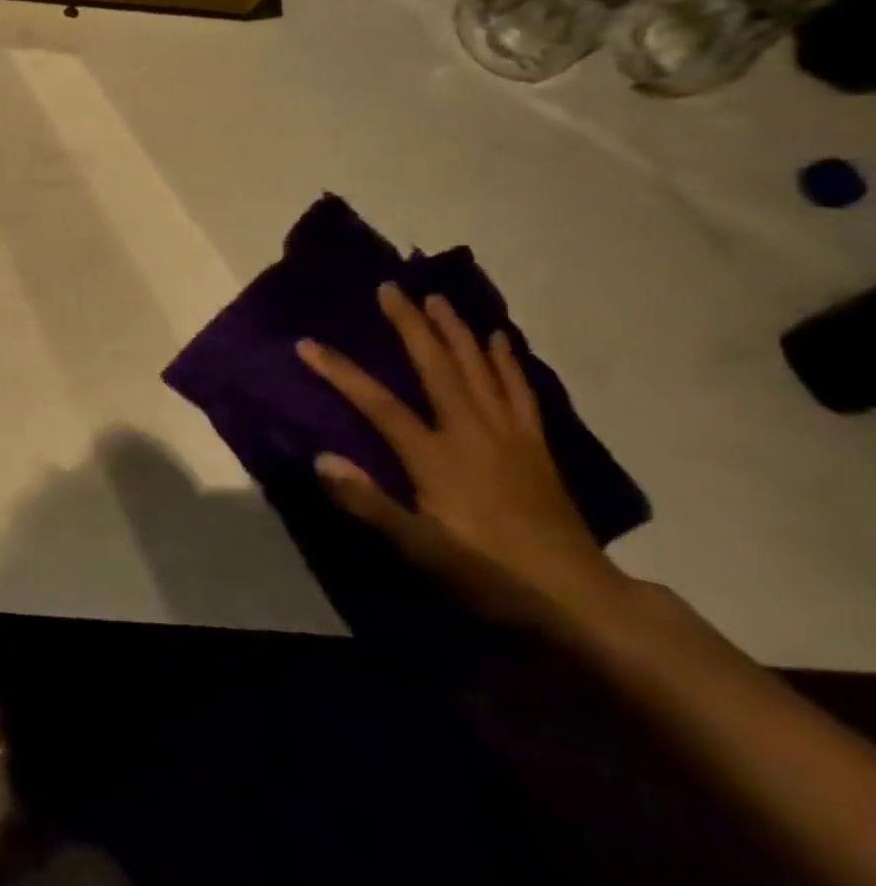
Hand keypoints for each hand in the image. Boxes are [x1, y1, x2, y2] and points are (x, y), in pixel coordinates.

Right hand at [295, 282, 630, 634]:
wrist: (578, 597)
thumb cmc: (487, 572)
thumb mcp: (420, 548)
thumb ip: (369, 503)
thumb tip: (322, 458)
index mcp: (437, 456)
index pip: (378, 404)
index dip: (340, 372)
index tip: (307, 343)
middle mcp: (472, 432)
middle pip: (437, 367)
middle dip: (411, 325)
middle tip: (391, 288)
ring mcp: (509, 434)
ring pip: (479, 368)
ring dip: (455, 330)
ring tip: (437, 298)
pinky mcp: (535, 443)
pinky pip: (519, 389)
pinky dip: (507, 360)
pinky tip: (499, 338)